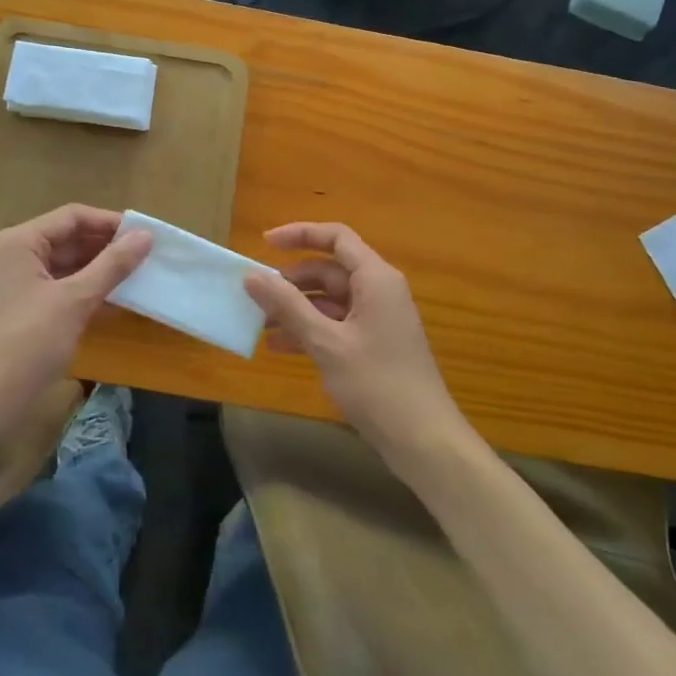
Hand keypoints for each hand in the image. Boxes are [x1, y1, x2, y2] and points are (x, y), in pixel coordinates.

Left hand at [0, 204, 151, 428]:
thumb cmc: (25, 343)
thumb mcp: (74, 301)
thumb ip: (112, 266)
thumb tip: (146, 235)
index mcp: (21, 242)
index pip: (73, 217)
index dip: (110, 223)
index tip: (146, 235)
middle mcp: (17, 257)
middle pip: (69, 240)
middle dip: (108, 248)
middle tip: (148, 257)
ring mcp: (18, 287)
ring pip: (67, 268)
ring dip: (101, 272)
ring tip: (140, 278)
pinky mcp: (23, 314)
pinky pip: (61, 292)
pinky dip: (87, 294)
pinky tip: (117, 303)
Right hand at [244, 222, 473, 470]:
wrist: (423, 440)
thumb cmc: (376, 383)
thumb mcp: (326, 342)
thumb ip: (288, 306)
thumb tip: (252, 276)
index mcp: (375, 278)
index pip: (336, 238)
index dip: (300, 235)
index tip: (265, 244)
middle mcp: (378, 291)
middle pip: (329, 270)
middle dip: (291, 280)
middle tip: (255, 295)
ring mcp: (377, 319)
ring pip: (329, 300)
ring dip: (296, 308)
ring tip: (259, 323)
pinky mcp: (373, 345)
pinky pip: (336, 324)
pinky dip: (309, 330)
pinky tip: (280, 346)